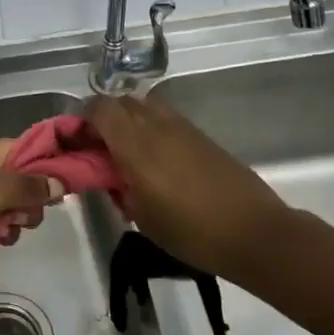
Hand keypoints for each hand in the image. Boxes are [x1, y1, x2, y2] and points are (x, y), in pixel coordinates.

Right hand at [87, 93, 296, 275]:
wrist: (254, 232)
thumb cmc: (191, 231)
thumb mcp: (141, 217)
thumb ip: (119, 187)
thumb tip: (111, 174)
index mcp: (135, 144)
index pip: (98, 109)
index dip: (82, 121)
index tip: (78, 145)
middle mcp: (156, 125)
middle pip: (120, 102)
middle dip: (104, 119)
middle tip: (101, 150)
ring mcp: (182, 126)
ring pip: (144, 106)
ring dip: (130, 121)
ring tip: (129, 154)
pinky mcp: (201, 135)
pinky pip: (165, 119)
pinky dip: (152, 129)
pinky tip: (158, 160)